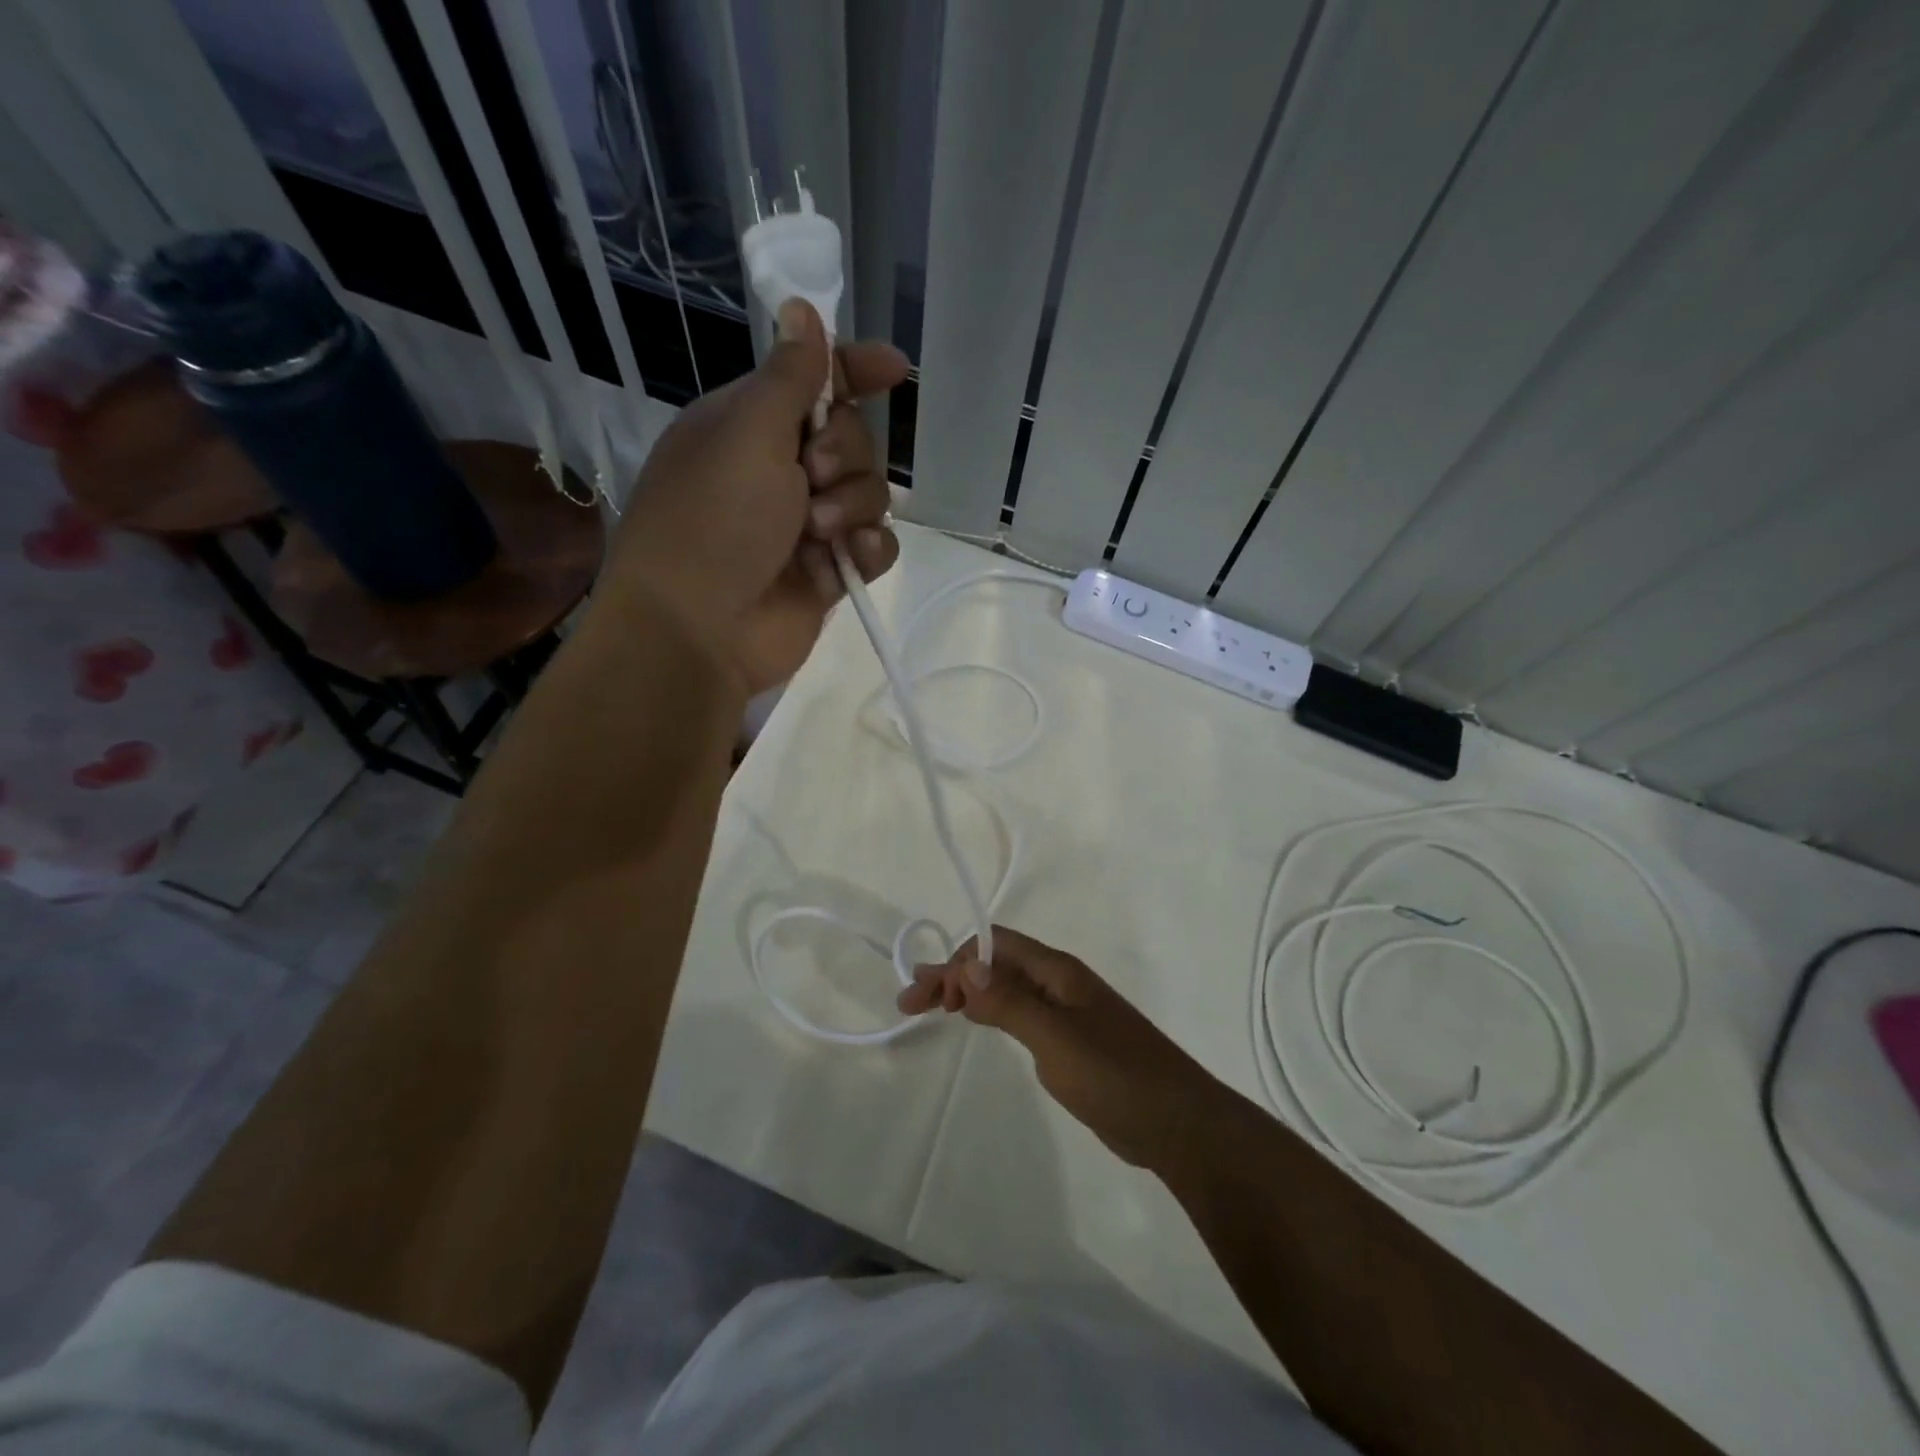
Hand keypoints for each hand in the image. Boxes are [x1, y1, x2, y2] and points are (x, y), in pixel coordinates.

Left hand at [609, 299, 908, 695]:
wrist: (698, 629)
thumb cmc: (714, 519)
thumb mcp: (748, 433)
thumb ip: (789, 376)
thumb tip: (801, 309)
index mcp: (750, 426)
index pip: (814, 382)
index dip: (855, 371)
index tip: (896, 370)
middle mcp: (779, 470)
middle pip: (853, 438)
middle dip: (845, 454)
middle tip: (813, 477)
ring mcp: (806, 524)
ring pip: (870, 493)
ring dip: (853, 506)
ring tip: (818, 532)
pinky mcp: (829, 570)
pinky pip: (876, 545)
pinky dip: (869, 549)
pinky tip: (849, 558)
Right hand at [898, 926, 1228, 1170]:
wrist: (1177, 1124)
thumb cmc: (1115, 1075)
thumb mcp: (1056, 1038)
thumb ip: (1010, 1002)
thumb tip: (965, 965)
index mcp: (1057, 971)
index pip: (994, 945)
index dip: (957, 962)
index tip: (928, 998)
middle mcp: (1059, 982)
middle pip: (996, 964)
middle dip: (953, 976)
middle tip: (911, 1002)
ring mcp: (1066, 1012)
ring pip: (1006, 988)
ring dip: (968, 993)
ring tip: (933, 1009)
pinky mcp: (1070, 1041)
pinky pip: (1020, 1013)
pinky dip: (990, 1013)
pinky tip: (978, 1024)